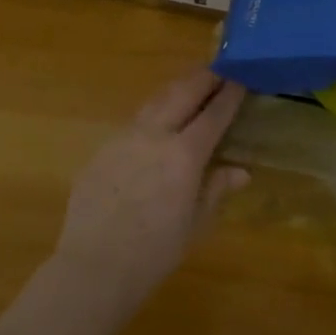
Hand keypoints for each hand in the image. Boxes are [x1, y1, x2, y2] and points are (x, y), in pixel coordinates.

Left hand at [51, 69, 248, 311]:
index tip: (240, 78)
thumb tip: (241, 171)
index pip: (213, 115)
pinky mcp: (102, 148)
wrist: (94, 265)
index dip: (229, 95)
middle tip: (218, 69)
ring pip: (154, 101)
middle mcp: (154, 135)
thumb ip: (216, 190)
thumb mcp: (194, 225)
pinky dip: (151, 115)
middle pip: (182, 93)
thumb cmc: (154, 253)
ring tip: (188, 84)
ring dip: (175, 89)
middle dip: (202, 78)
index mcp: (184, 155)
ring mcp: (124, 138)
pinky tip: (154, 124)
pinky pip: (132, 123)